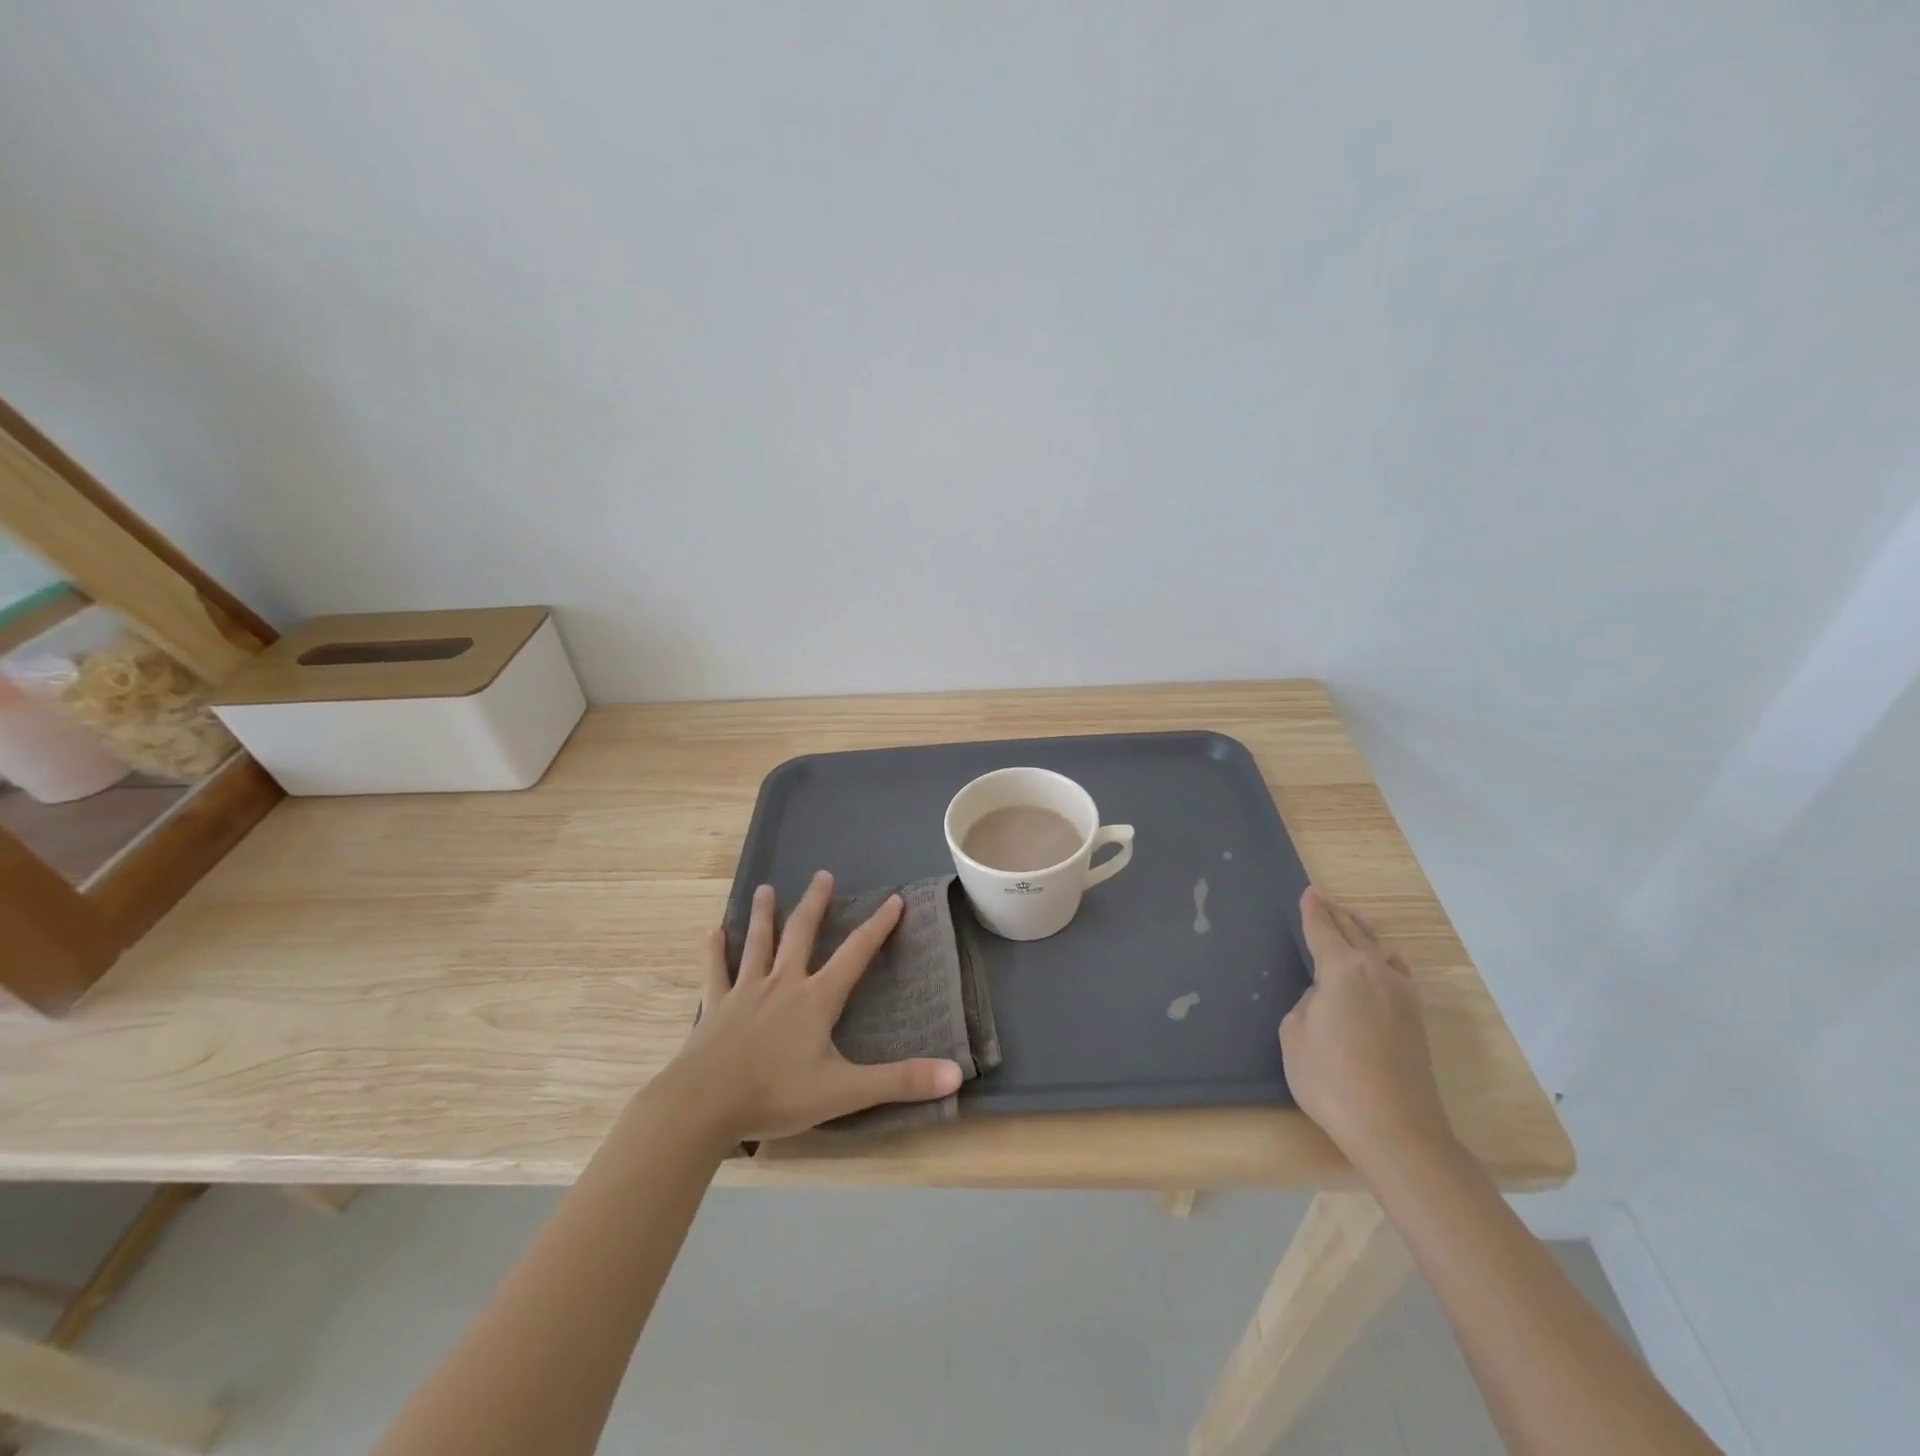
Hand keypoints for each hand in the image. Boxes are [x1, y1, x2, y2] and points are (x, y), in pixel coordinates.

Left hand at [652, 871, 962, 1142]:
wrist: (704, 1106)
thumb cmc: (776, 1095)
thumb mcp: (845, 1091)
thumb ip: (900, 1081)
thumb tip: (956, 1074)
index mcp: (816, 999)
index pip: (855, 953)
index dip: (878, 926)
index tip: (893, 899)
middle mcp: (782, 983)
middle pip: (802, 933)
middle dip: (815, 903)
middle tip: (823, 874)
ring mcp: (745, 992)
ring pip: (758, 943)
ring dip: (764, 914)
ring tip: (766, 889)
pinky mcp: (715, 1006)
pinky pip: (715, 971)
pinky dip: (715, 951)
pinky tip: (714, 932)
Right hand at [1280, 886, 1454, 1173]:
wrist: (1394, 1128)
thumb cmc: (1331, 1078)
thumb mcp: (1294, 1035)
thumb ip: (1306, 1005)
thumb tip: (1326, 998)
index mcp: (1342, 969)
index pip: (1323, 930)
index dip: (1313, 911)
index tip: (1309, 892)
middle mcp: (1376, 973)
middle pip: (1354, 934)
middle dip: (1337, 916)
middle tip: (1325, 901)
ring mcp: (1402, 997)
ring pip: (1379, 951)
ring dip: (1364, 933)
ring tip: (1355, 919)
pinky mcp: (1415, 1022)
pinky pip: (1399, 975)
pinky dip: (1389, 961)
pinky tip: (1392, 961)